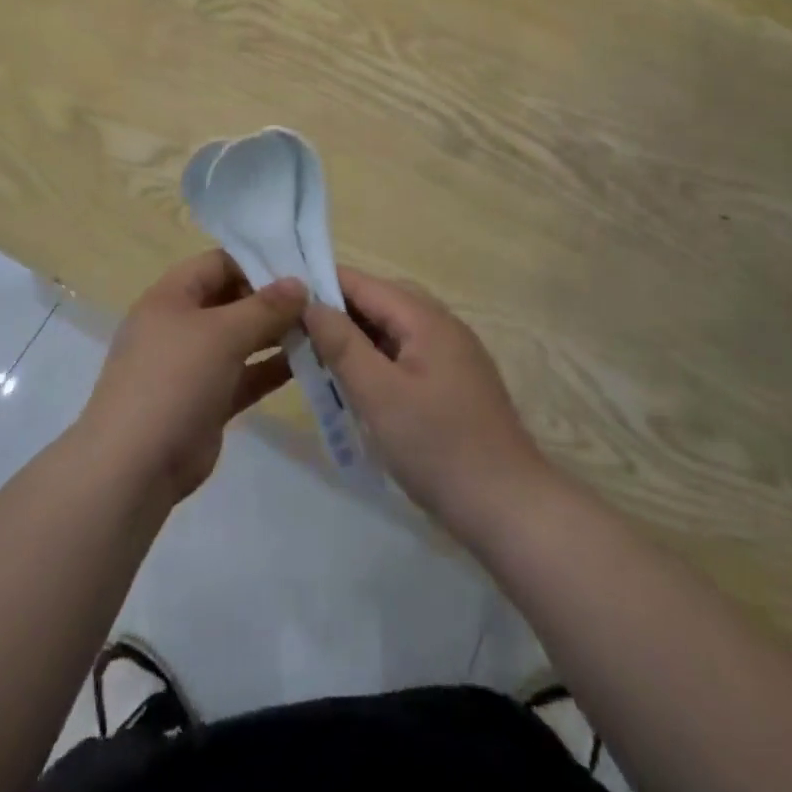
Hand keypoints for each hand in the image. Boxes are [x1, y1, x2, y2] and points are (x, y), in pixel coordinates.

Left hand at [77, 250, 308, 504]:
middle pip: (231, 299)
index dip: (256, 262)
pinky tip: (308, 364)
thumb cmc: (174, 380)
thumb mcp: (222, 334)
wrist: (134, 467)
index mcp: (171, 296)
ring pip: (240, 339)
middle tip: (318, 301)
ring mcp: (192, 365)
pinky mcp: (206, 401)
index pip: (217, 263)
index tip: (299, 269)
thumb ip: (264, 307)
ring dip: (276, 334)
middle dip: (272, 300)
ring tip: (321, 330)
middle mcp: (180, 325)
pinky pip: (244, 374)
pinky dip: (271, 368)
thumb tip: (299, 283)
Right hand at [304, 268, 548, 540]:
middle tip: (296, 333)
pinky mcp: (455, 381)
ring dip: (357, 338)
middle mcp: (442, 324)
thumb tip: (310, 303)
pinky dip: (378, 360)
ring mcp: (453, 353)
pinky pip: (407, 354)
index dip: (322, 284)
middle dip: (338, 312)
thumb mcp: (378, 394)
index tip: (282, 297)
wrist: (509, 507)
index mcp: (425, 318)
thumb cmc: (437, 447)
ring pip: (393, 330)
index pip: (364, 283)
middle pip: (380, 302)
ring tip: (319, 358)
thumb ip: (342, 344)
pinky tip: (358, 384)